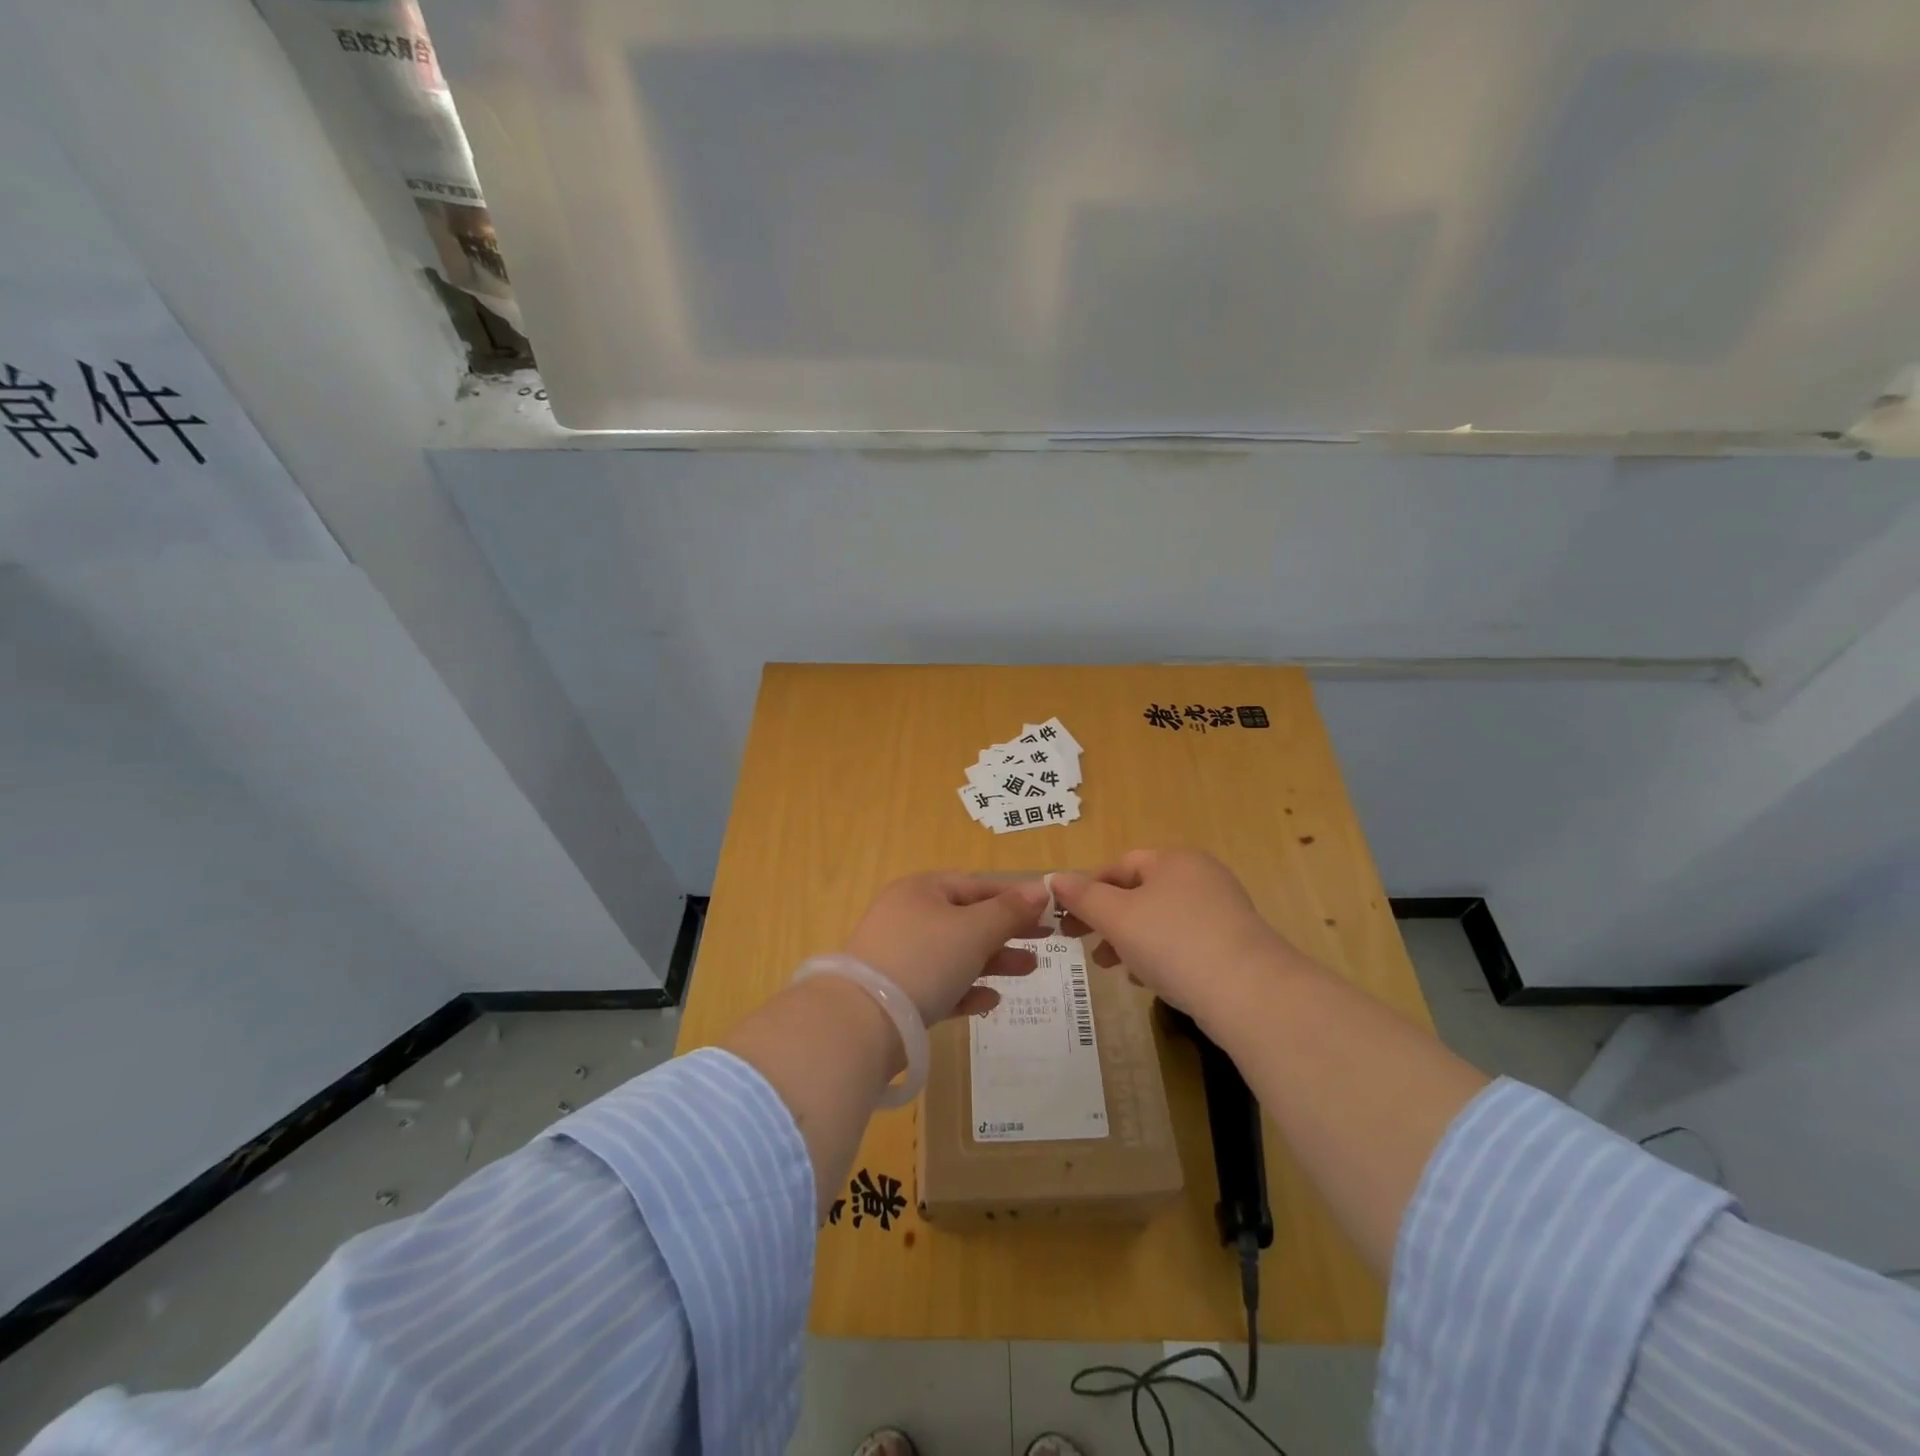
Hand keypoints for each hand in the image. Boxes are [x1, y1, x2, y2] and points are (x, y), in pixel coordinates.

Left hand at [843, 873, 1049, 1023]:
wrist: (863, 1022)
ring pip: (956, 953)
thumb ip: (1009, 911)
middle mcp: (907, 916)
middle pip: (967, 919)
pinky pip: (940, 986)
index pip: (975, 885)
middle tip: (1047, 941)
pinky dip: (966, 990)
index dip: (1013, 896)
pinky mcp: (897, 994)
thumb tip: (1040, 889)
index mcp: (921, 890)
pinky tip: (990, 1002)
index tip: (1048, 909)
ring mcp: (899, 956)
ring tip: (1029, 970)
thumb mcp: (974, 930)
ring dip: (993, 961)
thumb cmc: (924, 959)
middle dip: (1008, 931)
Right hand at [1051, 849, 1294, 1023]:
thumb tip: (1054, 878)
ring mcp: (1222, 911)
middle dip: (1107, 920)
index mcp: (1173, 860)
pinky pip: (1184, 942)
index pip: (1120, 865)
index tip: (1066, 917)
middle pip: (1140, 893)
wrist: (1250, 993)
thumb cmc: (1173, 942)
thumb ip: (1083, 896)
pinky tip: (1148, 981)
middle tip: (1083, 945)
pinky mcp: (1234, 945)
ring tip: (1113, 969)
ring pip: (1160, 920)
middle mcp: (1200, 877)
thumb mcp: (1117, 917)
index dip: (1088, 888)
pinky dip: (1160, 956)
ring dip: (1130, 941)